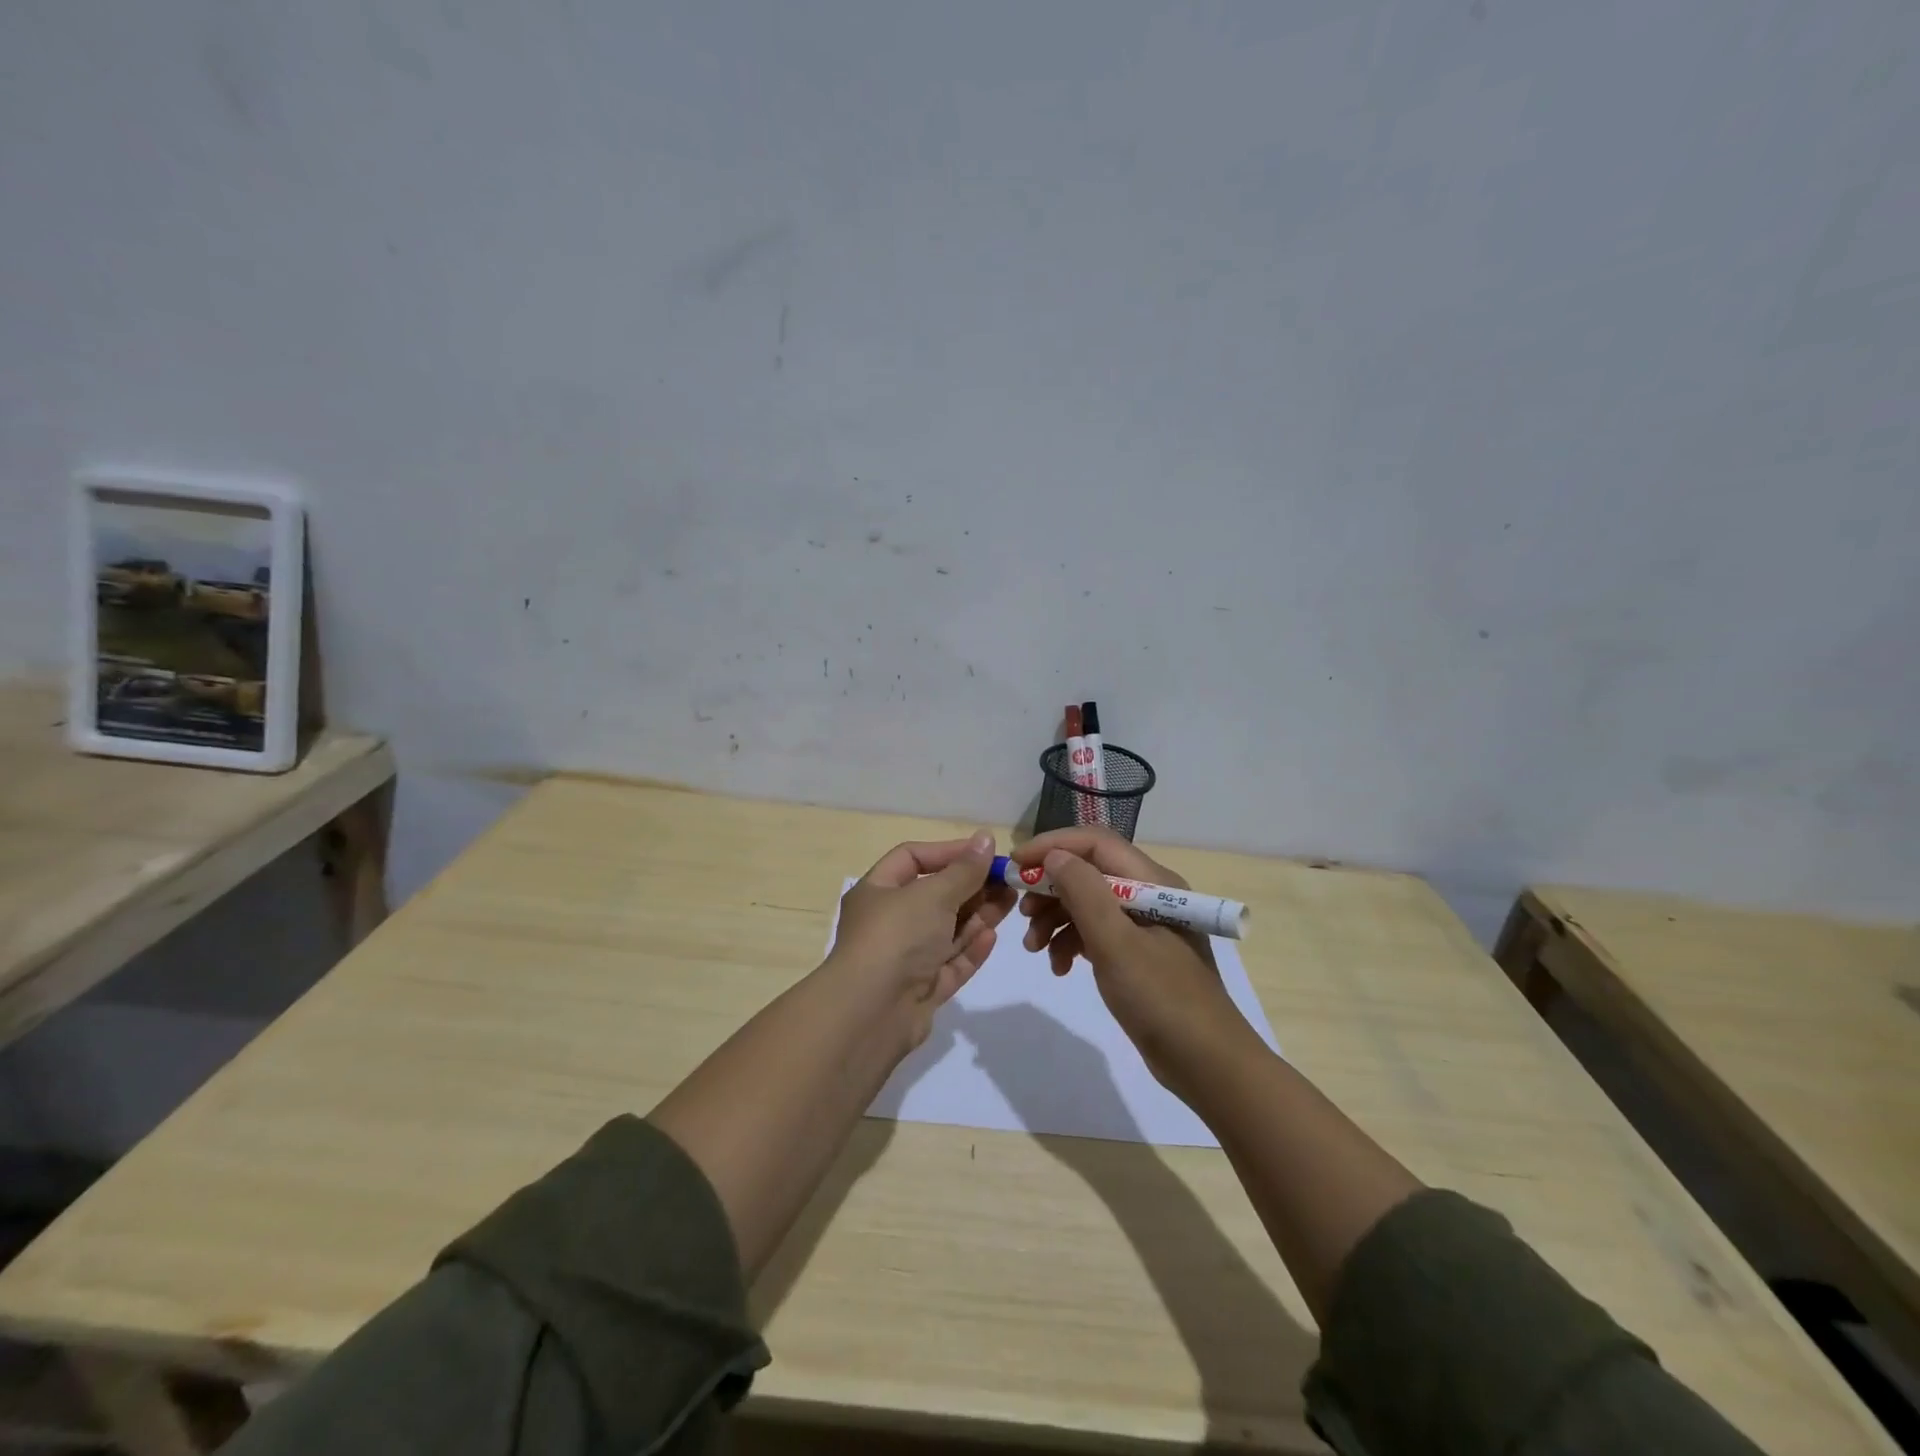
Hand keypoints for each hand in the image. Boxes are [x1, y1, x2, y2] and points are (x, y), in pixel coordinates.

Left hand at [828, 831, 1016, 1046]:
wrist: (870, 1014)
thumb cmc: (896, 937)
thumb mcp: (933, 894)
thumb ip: (964, 869)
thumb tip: (986, 838)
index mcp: (877, 891)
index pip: (913, 858)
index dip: (949, 852)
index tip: (985, 853)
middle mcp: (888, 922)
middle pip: (934, 896)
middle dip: (971, 887)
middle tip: (1008, 881)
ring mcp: (904, 959)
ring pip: (946, 931)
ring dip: (977, 916)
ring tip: (1010, 903)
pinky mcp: (920, 990)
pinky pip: (949, 964)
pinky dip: (970, 949)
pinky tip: (992, 936)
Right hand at [1014, 827, 1253, 1095]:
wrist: (1207, 1065)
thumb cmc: (1162, 998)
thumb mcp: (1116, 943)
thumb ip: (1084, 893)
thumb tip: (1054, 856)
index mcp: (1152, 882)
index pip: (1095, 843)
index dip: (1053, 845)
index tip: (1015, 864)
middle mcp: (1149, 894)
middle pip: (1088, 872)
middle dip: (1050, 888)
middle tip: (1021, 913)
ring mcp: (1144, 926)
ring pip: (1088, 904)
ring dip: (1055, 919)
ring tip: (1033, 948)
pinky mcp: (1137, 954)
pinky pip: (1096, 933)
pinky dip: (1071, 943)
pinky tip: (1059, 967)